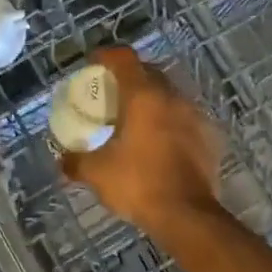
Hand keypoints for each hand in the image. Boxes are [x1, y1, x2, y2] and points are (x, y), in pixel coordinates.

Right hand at [60, 48, 221, 231]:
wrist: (187, 215)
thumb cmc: (138, 184)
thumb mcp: (97, 173)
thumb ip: (76, 162)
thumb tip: (62, 161)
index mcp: (143, 96)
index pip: (124, 59)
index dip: (106, 56)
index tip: (94, 62)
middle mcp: (172, 97)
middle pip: (149, 72)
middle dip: (130, 76)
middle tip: (113, 92)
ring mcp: (195, 116)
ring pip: (170, 95)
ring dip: (152, 99)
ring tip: (136, 118)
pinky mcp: (209, 137)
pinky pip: (185, 118)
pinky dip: (170, 121)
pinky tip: (160, 141)